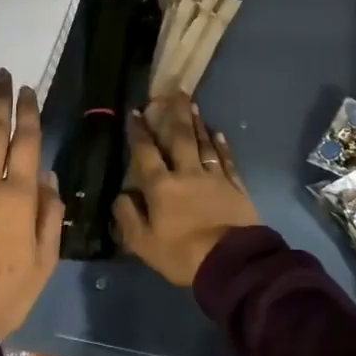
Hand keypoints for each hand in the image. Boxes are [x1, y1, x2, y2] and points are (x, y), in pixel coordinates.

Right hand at [114, 94, 259, 285]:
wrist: (231, 263)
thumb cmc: (182, 255)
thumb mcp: (143, 244)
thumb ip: (128, 217)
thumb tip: (121, 195)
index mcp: (161, 187)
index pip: (146, 153)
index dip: (140, 132)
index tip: (136, 112)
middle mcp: (187, 174)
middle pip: (179, 138)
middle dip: (174, 114)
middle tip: (173, 92)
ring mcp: (214, 178)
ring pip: (203, 144)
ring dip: (197, 123)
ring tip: (192, 104)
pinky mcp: (235, 186)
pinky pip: (227, 160)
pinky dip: (222, 145)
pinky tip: (218, 133)